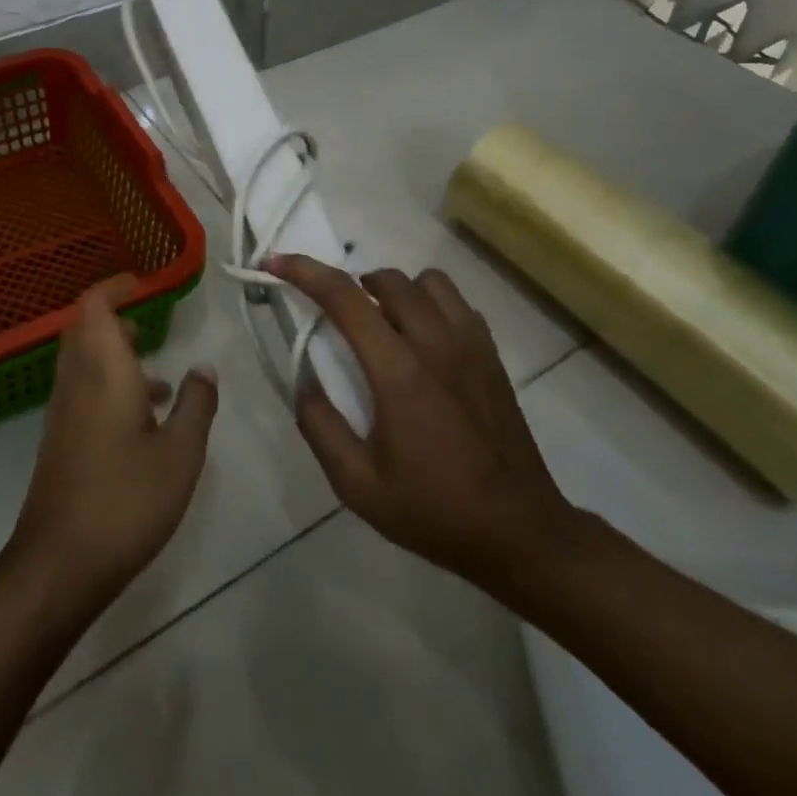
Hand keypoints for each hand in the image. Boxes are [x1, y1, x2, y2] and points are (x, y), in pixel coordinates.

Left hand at [3, 275, 218, 610]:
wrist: (59, 565)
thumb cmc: (125, 501)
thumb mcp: (180, 454)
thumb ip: (197, 405)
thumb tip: (204, 367)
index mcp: (103, 370)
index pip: (94, 305)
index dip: (115, 286)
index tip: (143, 284)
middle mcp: (76, 380)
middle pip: (84, 328)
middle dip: (115, 319)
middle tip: (150, 328)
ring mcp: (63, 410)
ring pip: (83, 360)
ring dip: (115, 355)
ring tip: (160, 379)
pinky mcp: (59, 438)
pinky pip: (82, 389)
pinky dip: (109, 385)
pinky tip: (142, 422)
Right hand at [270, 255, 582, 606]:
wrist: (521, 533)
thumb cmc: (435, 510)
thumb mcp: (359, 486)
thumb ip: (320, 427)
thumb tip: (304, 380)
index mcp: (398, 370)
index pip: (344, 297)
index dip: (304, 271)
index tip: (276, 262)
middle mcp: (435, 342)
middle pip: (386, 278)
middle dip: (352, 285)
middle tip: (339, 317)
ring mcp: (470, 344)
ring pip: (426, 281)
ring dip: (396, 292)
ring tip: (385, 325)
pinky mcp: (492, 354)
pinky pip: (456, 302)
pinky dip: (431, 305)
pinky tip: (425, 341)